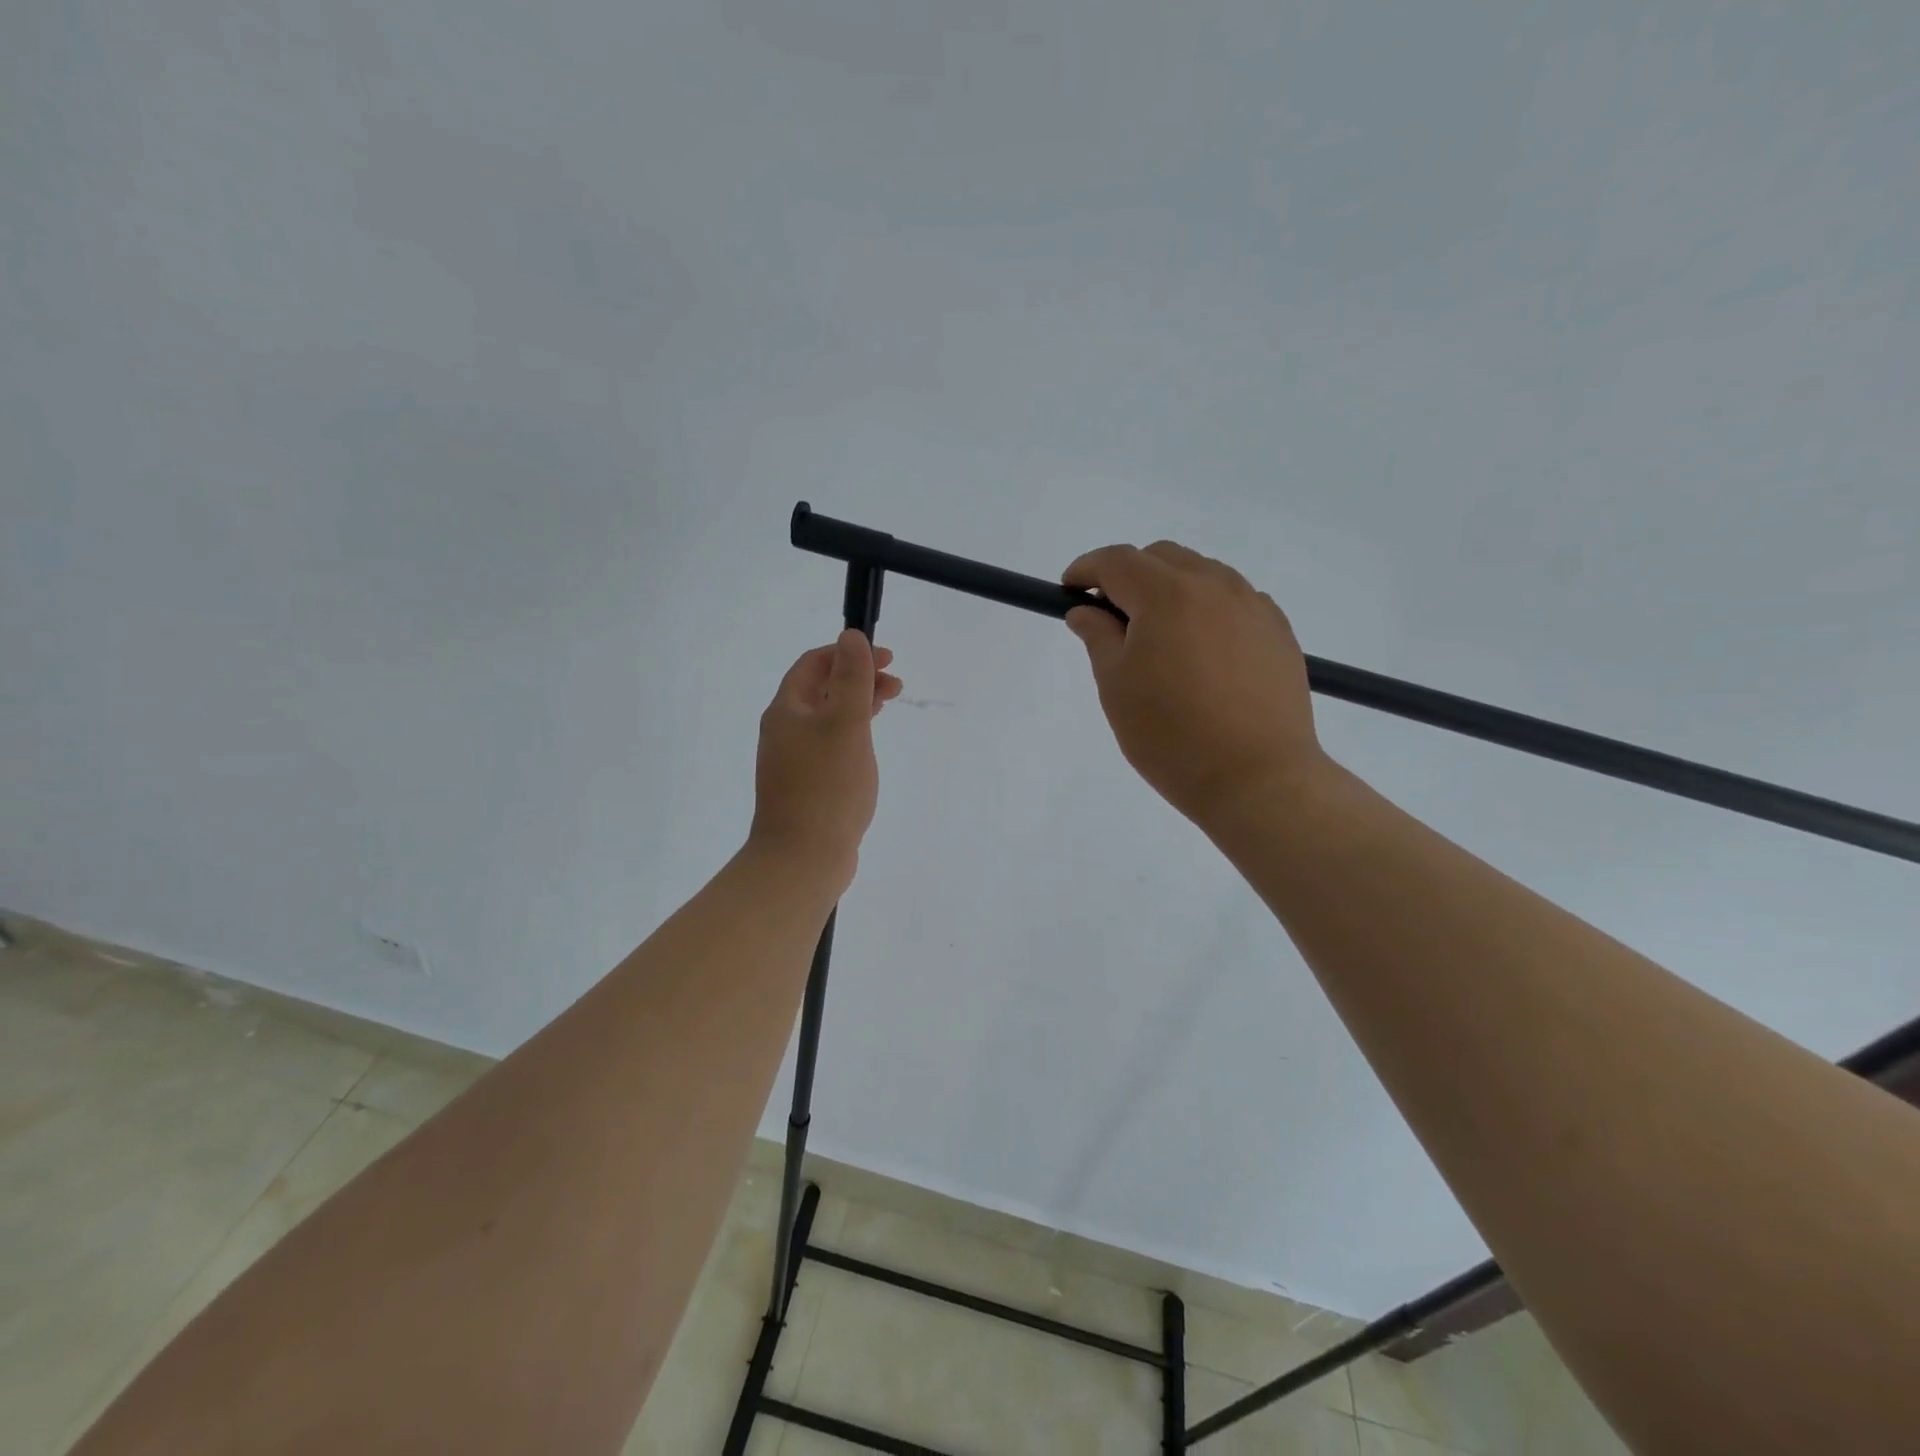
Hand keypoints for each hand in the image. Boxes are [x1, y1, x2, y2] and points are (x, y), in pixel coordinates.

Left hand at [748, 632, 902, 880]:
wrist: (802, 859)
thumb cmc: (827, 786)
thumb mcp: (845, 724)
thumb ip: (851, 679)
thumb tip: (851, 637)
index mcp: (787, 711)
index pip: (814, 664)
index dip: (849, 653)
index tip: (888, 659)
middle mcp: (784, 732)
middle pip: (821, 690)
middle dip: (858, 678)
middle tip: (896, 684)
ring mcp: (793, 762)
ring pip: (827, 719)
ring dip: (857, 705)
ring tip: (888, 705)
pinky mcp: (806, 787)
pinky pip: (829, 746)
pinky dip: (851, 734)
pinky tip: (867, 747)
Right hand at [1062, 542, 1326, 833]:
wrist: (1257, 778)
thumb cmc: (1171, 735)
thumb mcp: (1116, 686)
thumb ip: (1098, 637)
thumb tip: (1086, 610)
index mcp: (1168, 595)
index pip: (1117, 561)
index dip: (1086, 569)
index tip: (1068, 589)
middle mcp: (1215, 586)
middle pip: (1162, 558)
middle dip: (1128, 575)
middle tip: (1110, 616)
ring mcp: (1253, 606)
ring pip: (1202, 574)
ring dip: (1169, 588)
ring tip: (1158, 635)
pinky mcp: (1278, 631)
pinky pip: (1233, 600)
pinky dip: (1205, 608)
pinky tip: (1200, 650)